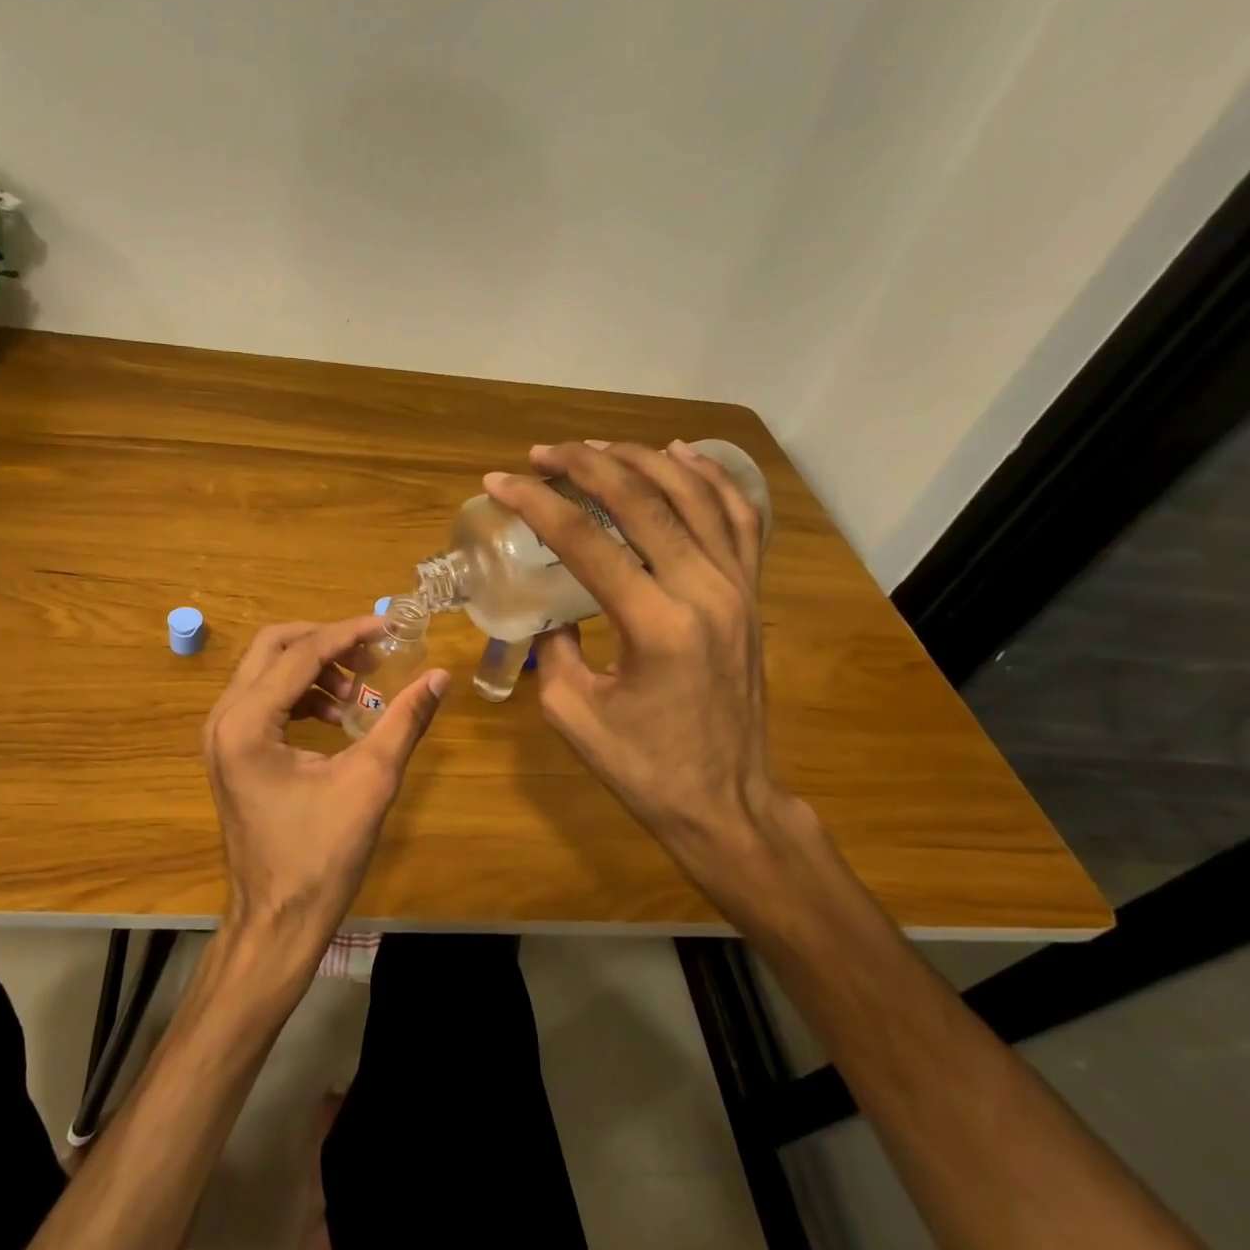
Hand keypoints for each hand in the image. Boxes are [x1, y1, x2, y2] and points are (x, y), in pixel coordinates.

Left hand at [203, 618, 448, 964]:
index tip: (390, 626)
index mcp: (247, 723)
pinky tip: (337, 715)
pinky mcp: (232, 752)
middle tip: (371, 654)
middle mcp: (223, 719)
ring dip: (314, 668)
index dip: (349, 634)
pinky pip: (265, 700)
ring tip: (359, 692)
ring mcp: (222, 736)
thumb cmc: (320, 857)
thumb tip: (439, 676)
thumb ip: (404, 721)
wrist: (277, 921)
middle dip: (325, 642)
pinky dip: (302, 695)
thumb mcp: (370, 782)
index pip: (301, 654)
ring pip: (267, 671)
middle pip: (273, 647)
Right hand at [483, 441, 817, 911]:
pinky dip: (709, 478)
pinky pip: (738, 518)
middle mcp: (704, 592)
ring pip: (694, 495)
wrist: (726, 802)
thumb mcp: (572, 712)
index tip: (499, 482)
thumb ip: (552, 648)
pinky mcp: (750, 594)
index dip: (537, 504)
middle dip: (586, 466)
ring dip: (641, 460)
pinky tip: (679, 455)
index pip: (586, 541)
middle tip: (542, 454)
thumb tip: (548, 609)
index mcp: (655, 625)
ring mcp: (737, 588)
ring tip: (597, 447)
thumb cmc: (643, 768)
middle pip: (643, 501)